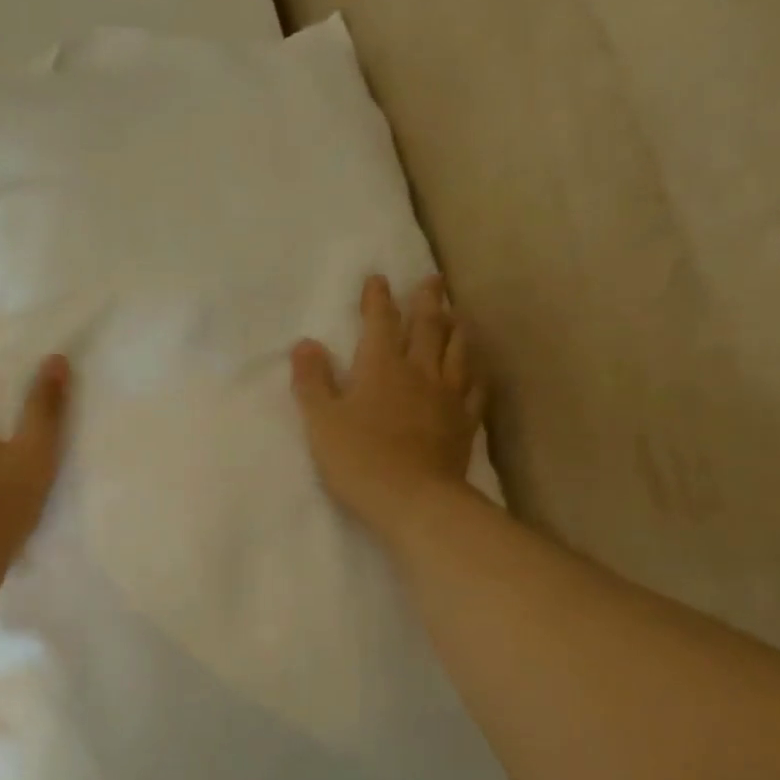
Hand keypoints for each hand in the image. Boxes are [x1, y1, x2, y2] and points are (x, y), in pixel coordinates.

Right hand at [291, 274, 487, 543]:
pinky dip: (475, 371)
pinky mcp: (465, 422)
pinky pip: (475, 387)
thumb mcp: (321, 422)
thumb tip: (304, 344)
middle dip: (427, 300)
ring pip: (456, 350)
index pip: (380, 323)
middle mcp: (419, 372)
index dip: (378, 299)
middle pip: (426, 327)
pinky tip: (475, 368)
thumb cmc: (358, 460)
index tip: (378, 279)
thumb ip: (312, 382)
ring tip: (456, 314)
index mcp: (380, 367)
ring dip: (455, 327)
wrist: (414, 500)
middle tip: (433, 279)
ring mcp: (447, 396)